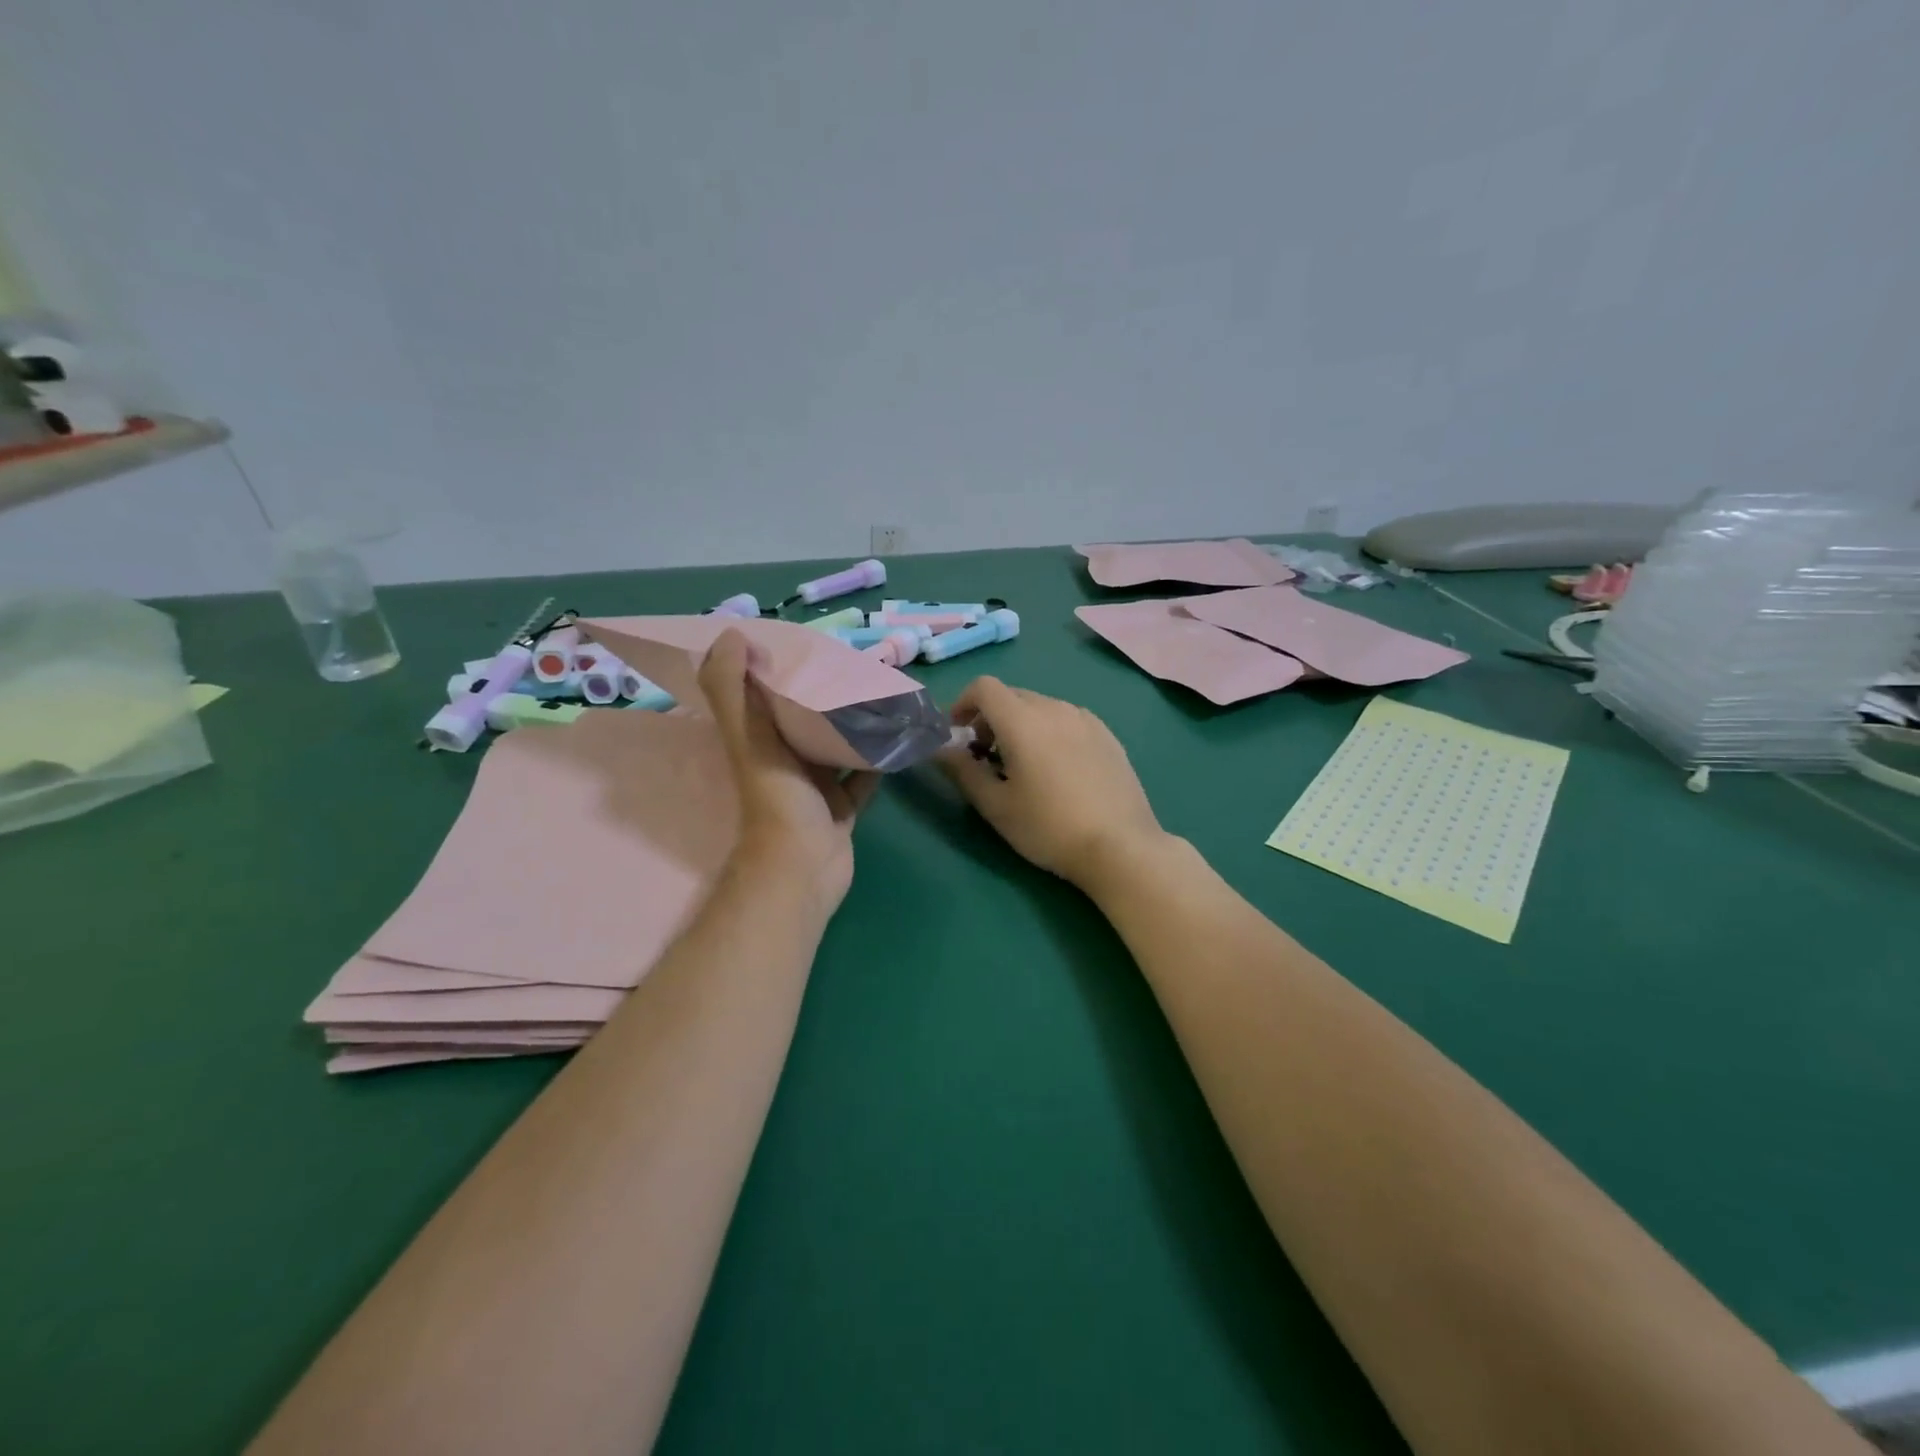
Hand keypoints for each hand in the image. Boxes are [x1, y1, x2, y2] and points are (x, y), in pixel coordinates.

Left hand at [699, 630, 878, 909]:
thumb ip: (732, 689)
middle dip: (824, 693)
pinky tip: (897, 737)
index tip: (803, 640)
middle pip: (803, 719)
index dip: (777, 668)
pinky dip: (876, 760)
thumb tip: (730, 633)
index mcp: (758, 741)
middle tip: (855, 663)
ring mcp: (815, 787)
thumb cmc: (777, 799)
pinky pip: (862, 777)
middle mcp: (784, 761)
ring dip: (853, 725)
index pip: (763, 696)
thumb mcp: (749, 737)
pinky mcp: (842, 808)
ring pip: (835, 746)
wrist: (803, 868)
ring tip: (880, 694)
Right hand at [936, 677, 1168, 891]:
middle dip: (990, 717)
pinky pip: (1067, 719)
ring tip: (1023, 765)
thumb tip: (940, 749)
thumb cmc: (1048, 828)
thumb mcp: (996, 806)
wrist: (1120, 847)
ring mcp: (1085, 719)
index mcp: (1023, 721)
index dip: (963, 703)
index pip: (984, 687)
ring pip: (1041, 706)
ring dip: (1020, 724)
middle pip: (1012, 695)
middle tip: (986, 757)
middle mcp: (1055, 708)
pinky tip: (1058, 769)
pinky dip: (1049, 731)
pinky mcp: (1107, 735)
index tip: (958, 735)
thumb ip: (963, 771)